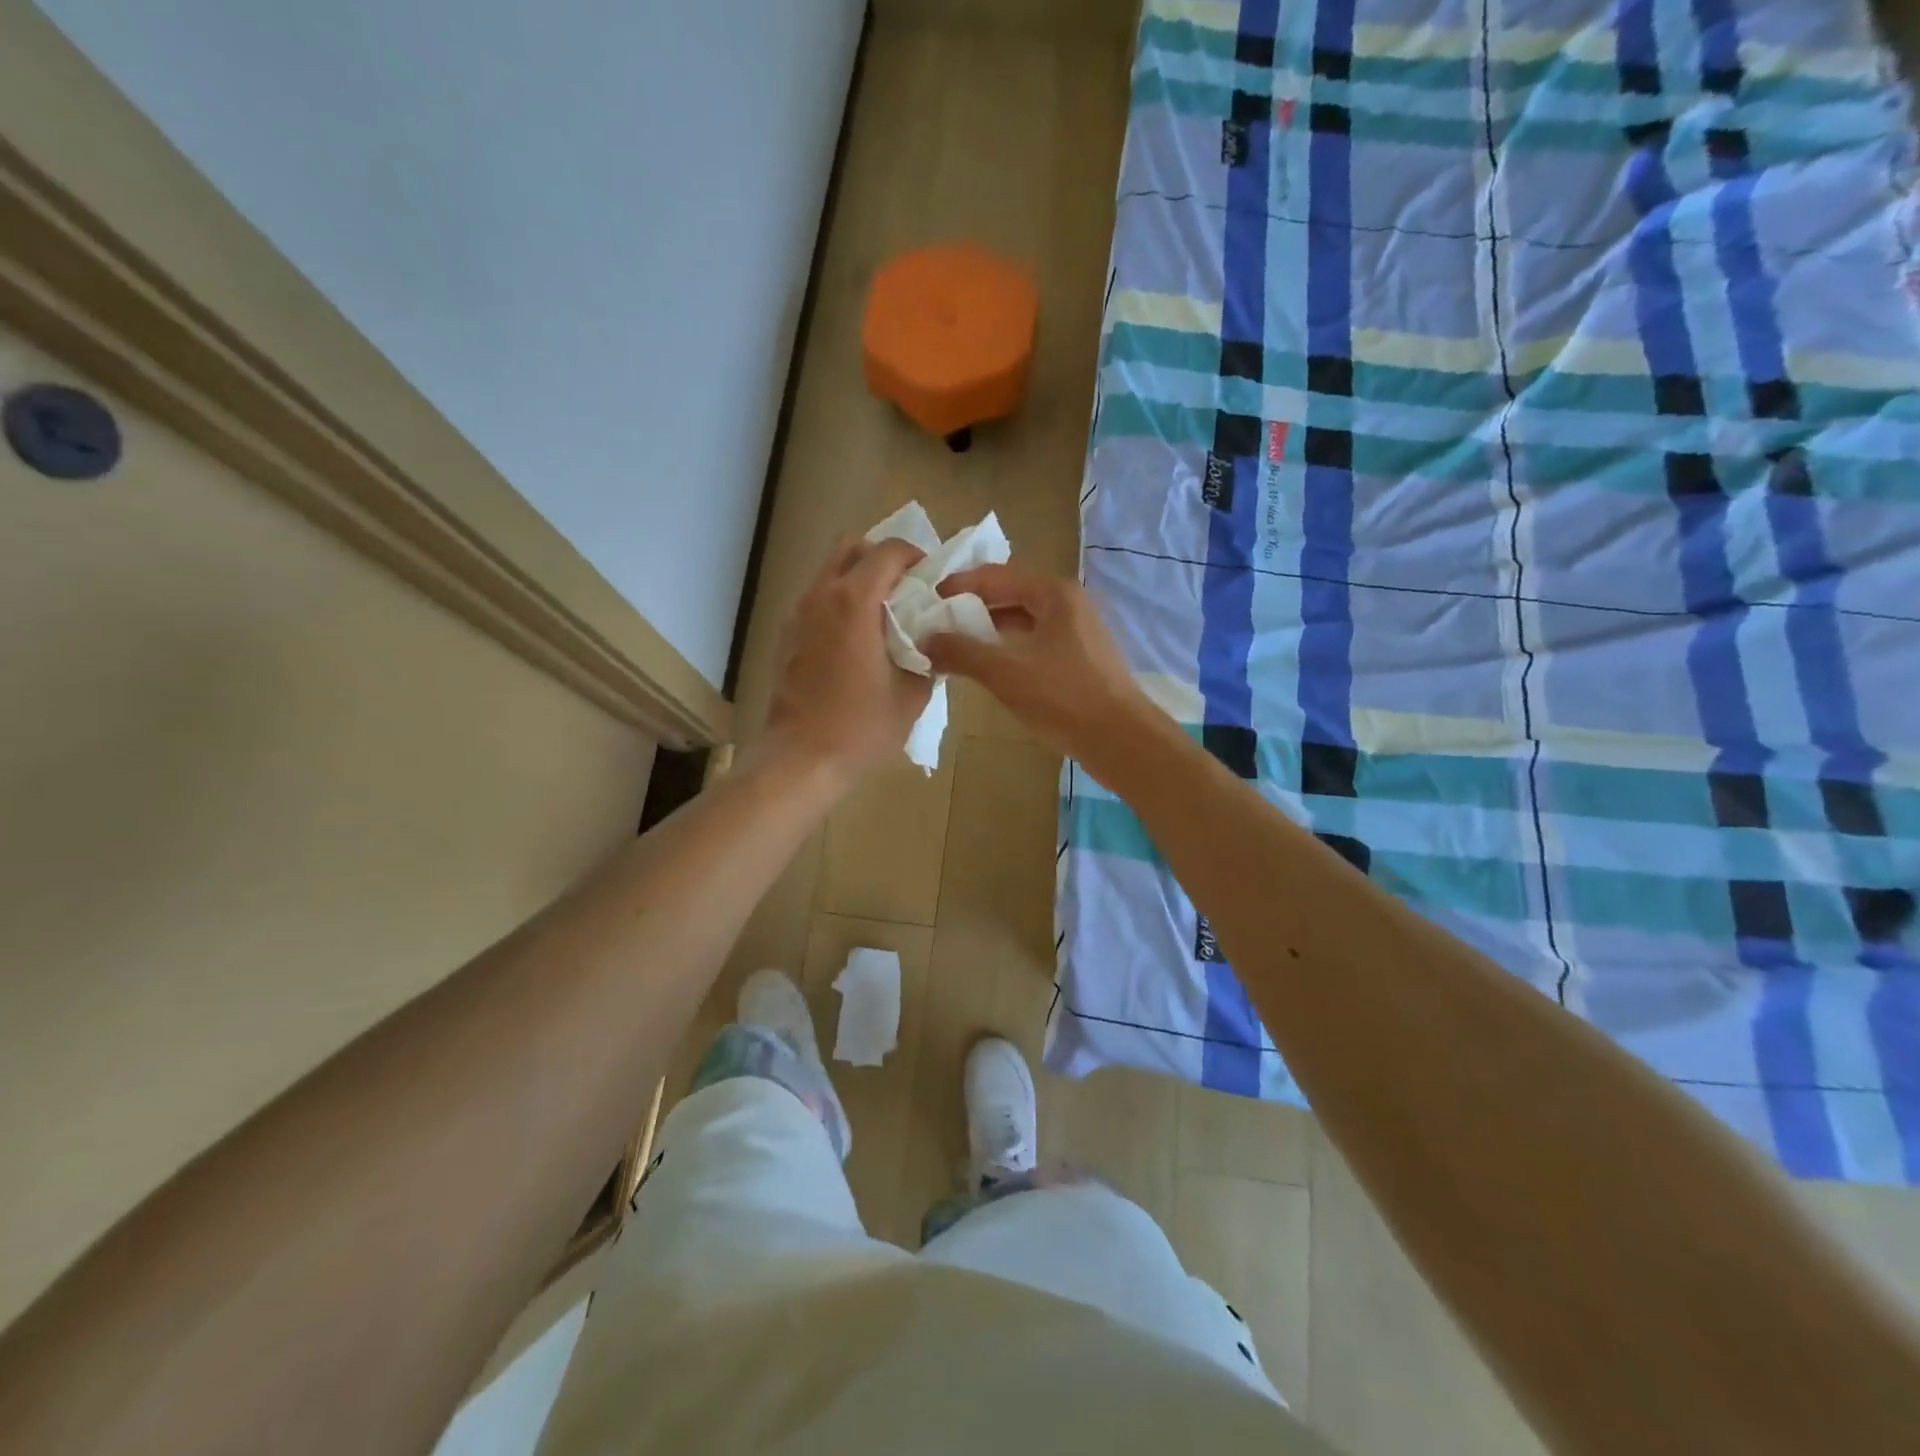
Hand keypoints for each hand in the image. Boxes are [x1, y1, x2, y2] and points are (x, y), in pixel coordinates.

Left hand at [762, 536, 932, 784]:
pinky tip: (855, 643)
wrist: (802, 759)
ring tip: (882, 617)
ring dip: (858, 581)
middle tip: (904, 590)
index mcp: (854, 602)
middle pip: (850, 547)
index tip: (931, 580)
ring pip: (829, 572)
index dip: (916, 557)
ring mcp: (798, 615)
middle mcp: (821, 596)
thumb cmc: (861, 727)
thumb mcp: (912, 695)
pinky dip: (839, 604)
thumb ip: (930, 658)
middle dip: (881, 558)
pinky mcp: (787, 637)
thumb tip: (935, 644)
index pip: (888, 551)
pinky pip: (817, 601)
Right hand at [922, 565, 1152, 759]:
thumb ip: (961, 651)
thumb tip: (925, 640)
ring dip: (988, 631)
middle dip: (971, 609)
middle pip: (1009, 595)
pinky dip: (1008, 649)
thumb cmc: (1063, 697)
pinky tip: (988, 668)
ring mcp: (1077, 631)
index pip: (995, 576)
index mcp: (1054, 593)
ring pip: (1022, 621)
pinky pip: (1034, 642)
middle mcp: (1068, 603)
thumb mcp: (1005, 672)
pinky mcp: (1079, 658)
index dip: (958, 586)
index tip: (926, 602)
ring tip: (954, 647)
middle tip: (935, 625)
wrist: (1120, 740)